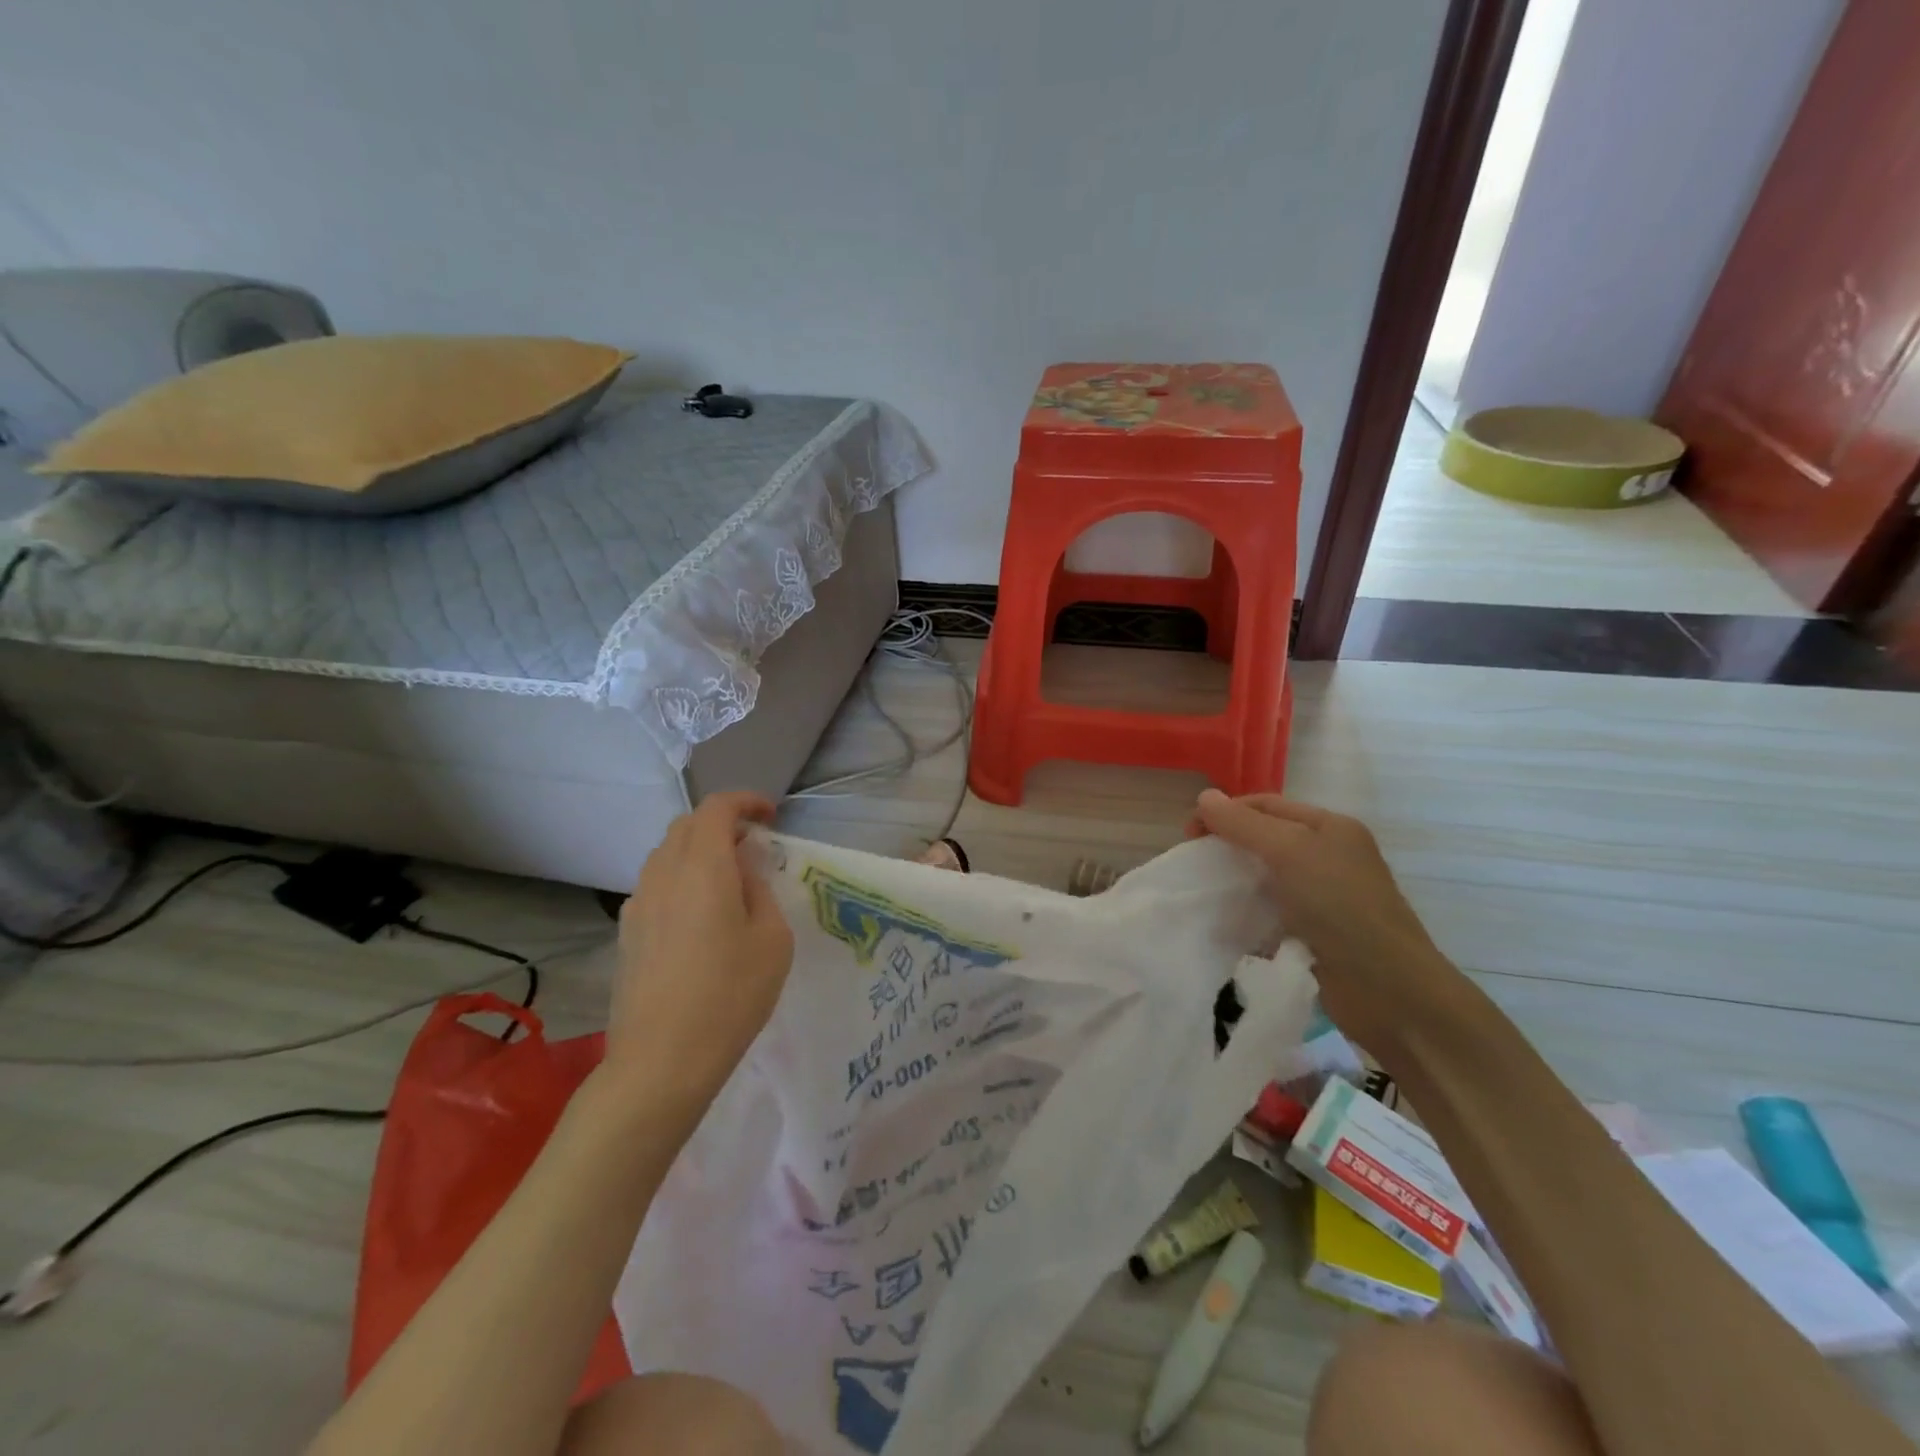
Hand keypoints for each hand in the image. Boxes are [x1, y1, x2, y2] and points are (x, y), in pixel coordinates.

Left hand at [611, 791, 793, 1105]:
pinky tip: (699, 917)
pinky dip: (680, 879)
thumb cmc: (730, 996)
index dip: (745, 801)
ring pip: (666, 854)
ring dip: (699, 851)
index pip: (716, 808)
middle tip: (753, 847)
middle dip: (722, 824)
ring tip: (728, 882)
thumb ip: (760, 890)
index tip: (771, 816)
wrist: (660, 1061)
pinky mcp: (626, 933)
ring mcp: (637, 904)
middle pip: (687, 826)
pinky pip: (655, 885)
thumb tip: (744, 868)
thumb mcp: (772, 940)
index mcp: (702, 868)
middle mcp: (663, 874)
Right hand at [1189, 789, 1461, 1058]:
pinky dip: (1247, 915)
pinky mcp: (1314, 933)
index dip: (1225, 812)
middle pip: (1264, 839)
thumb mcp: (1291, 852)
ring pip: (1264, 877)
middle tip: (1195, 865)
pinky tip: (1226, 924)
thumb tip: (1204, 796)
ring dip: (1234, 882)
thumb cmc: (1341, 907)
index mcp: (1329, 828)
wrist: (1388, 991)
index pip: (1265, 805)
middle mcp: (1328, 856)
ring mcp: (1323, 897)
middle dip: (1227, 846)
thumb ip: (1244, 824)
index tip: (1189, 834)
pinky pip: (1270, 913)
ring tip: (1204, 894)